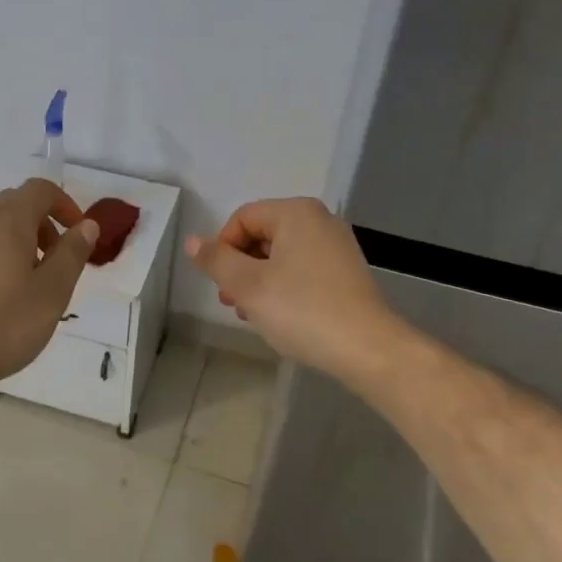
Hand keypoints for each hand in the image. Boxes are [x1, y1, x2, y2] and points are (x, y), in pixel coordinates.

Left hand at [0, 179, 98, 395]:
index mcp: (8, 221)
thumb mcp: (53, 292)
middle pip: (16, 202)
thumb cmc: (4, 324)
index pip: (40, 189)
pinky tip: (3, 295)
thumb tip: (86, 225)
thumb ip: (72, 253)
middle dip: (43, 221)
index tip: (79, 235)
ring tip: (33, 280)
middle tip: (58, 258)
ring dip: (21, 239)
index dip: (65, 204)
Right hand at [185, 198, 400, 385]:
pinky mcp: (347, 272)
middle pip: (262, 235)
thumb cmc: (302, 310)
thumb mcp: (248, 285)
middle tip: (232, 302)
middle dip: (240, 267)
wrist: (368, 349)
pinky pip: (302, 269)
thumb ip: (216, 260)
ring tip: (253, 314)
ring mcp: (337, 246)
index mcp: (296, 213)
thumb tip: (192, 241)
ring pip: (281, 255)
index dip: (223, 248)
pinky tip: (280, 316)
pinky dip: (284, 287)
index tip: (221, 284)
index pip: (242, 218)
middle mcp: (319, 220)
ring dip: (259, 280)